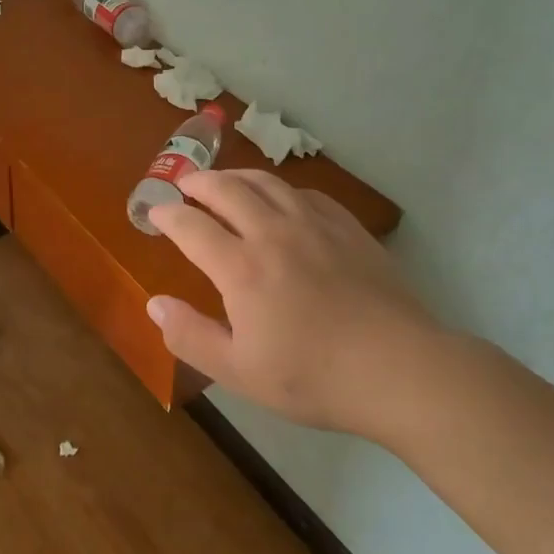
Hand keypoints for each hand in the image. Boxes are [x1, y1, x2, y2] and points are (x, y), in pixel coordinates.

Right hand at [147, 170, 446, 446]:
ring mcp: (314, 225)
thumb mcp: (239, 372)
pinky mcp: (347, 228)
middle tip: (185, 184)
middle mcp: (272, 233)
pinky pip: (305, 193)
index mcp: (241, 267)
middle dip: (198, 182)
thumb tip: (154, 304)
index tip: (155, 212)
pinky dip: (281, 189)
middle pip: (226, 189)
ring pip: (266, 182)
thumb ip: (191, 336)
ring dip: (236, 176)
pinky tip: (282, 199)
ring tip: (224, 180)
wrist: (399, 369)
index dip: (168, 215)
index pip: (191, 226)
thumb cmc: (313, 377)